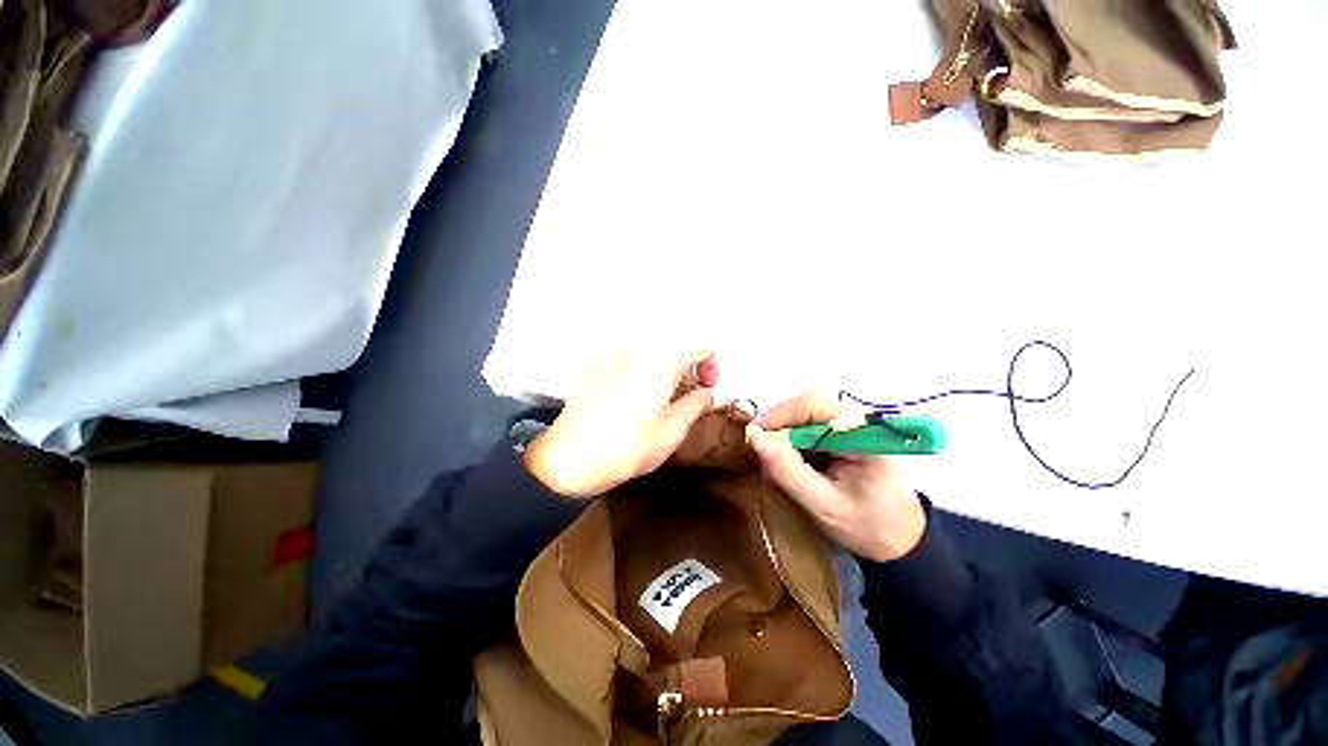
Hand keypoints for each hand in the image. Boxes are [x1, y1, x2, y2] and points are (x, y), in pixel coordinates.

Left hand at [523, 346, 718, 497]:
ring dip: (668, 364)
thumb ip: (697, 404)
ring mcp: (613, 351)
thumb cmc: (626, 447)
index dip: (712, 364)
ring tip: (663, 395)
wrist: (569, 458)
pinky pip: (632, 353)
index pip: (701, 343)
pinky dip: (646, 365)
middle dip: (690, 364)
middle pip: (676, 341)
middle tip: (687, 393)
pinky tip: (637, 393)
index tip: (706, 388)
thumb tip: (709, 393)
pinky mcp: (596, 361)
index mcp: (660, 360)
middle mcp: (636, 345)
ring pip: (654, 346)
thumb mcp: (672, 431)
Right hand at [745, 393, 926, 561]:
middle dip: (779, 423)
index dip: (778, 415)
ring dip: (784, 431)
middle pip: (808, 403)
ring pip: (806, 411)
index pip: (813, 405)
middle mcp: (862, 419)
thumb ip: (787, 470)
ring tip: (771, 456)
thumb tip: (753, 436)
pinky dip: (794, 438)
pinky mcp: (847, 431)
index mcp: (866, 434)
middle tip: (759, 448)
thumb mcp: (822, 504)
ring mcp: (855, 423)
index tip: (753, 437)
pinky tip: (789, 457)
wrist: (901, 540)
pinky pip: (811, 423)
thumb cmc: (868, 527)